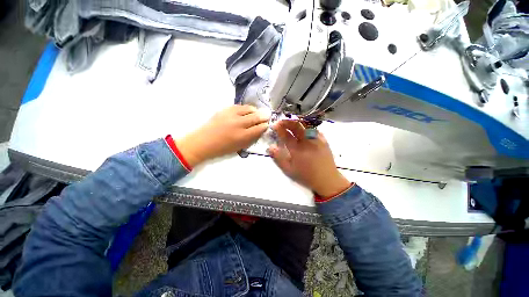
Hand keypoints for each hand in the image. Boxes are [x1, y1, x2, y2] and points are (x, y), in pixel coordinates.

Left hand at [176, 105, 269, 166]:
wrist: (203, 142)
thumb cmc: (222, 148)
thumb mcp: (239, 147)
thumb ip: (250, 139)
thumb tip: (259, 130)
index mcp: (242, 136)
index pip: (258, 128)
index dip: (265, 126)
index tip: (267, 124)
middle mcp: (239, 124)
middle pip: (255, 117)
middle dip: (263, 116)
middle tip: (267, 115)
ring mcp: (231, 115)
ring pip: (248, 109)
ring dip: (255, 110)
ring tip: (257, 112)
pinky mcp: (225, 110)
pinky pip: (239, 106)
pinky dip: (245, 108)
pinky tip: (247, 110)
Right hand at [268, 120, 349, 196]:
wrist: (327, 179)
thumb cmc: (306, 176)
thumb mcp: (289, 170)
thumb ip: (278, 158)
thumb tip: (270, 147)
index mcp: (297, 149)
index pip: (286, 135)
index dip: (279, 129)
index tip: (274, 125)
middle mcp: (307, 142)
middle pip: (296, 126)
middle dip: (287, 122)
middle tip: (281, 122)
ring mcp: (316, 139)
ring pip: (305, 125)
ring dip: (296, 122)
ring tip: (290, 123)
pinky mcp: (323, 140)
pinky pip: (313, 129)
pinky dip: (306, 127)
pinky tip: (303, 129)